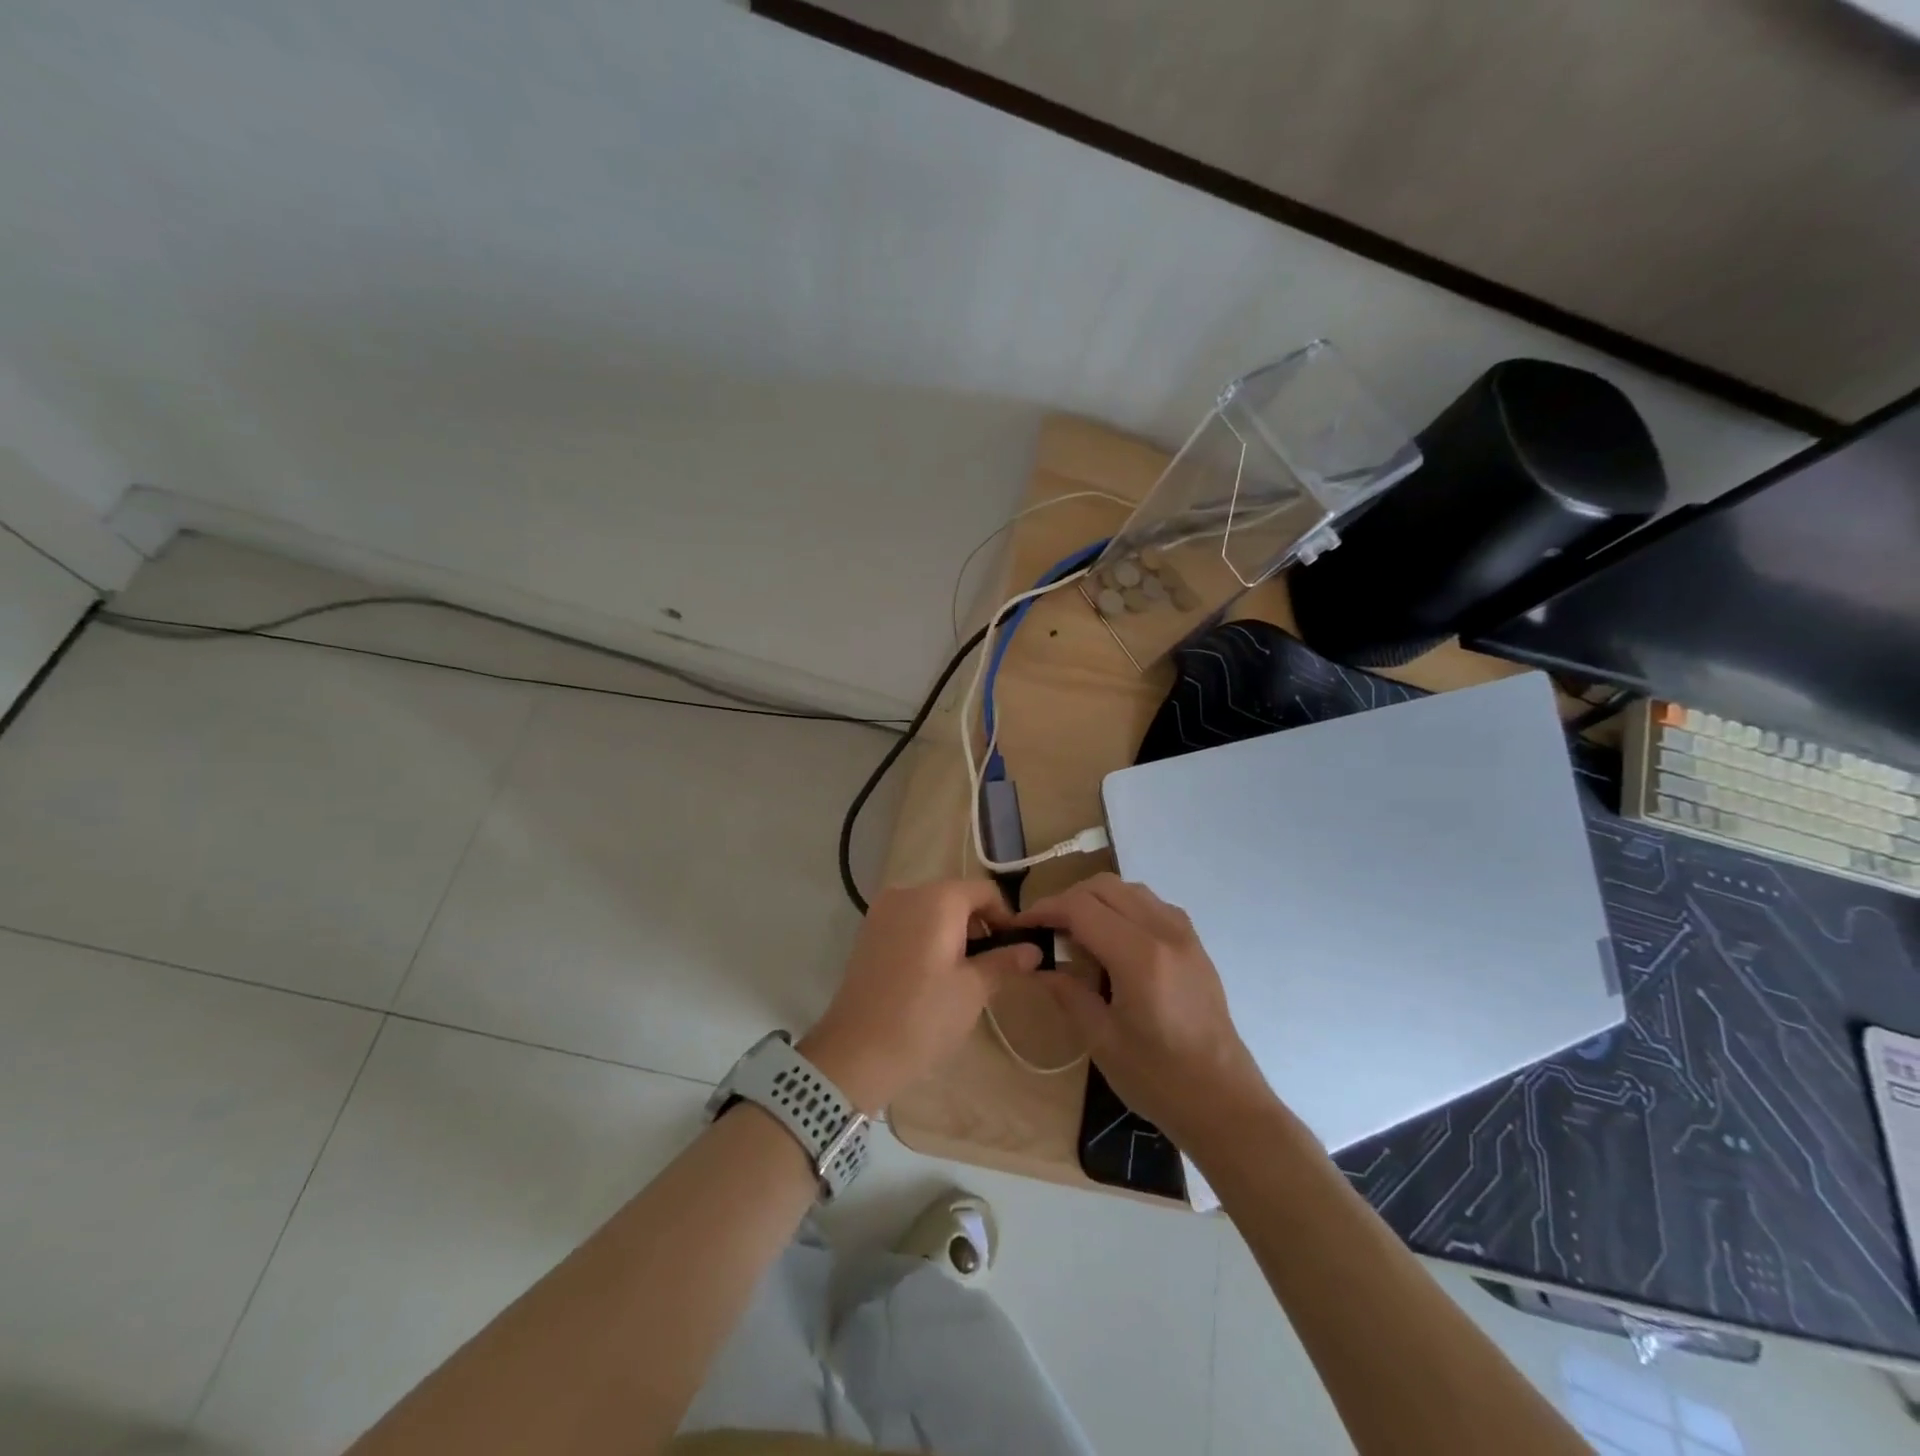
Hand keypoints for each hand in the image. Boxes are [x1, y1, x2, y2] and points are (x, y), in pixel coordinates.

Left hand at [802, 880, 1040, 1112]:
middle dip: (979, 925)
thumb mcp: (973, 990)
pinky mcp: (868, 932)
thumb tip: (1032, 949)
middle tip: (992, 966)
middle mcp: (907, 893)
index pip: (985, 891)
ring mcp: (882, 911)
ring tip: (963, 974)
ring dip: (954, 932)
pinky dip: (928, 937)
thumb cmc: (923, 1016)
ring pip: (932, 909)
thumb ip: (1004, 961)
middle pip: (956, 896)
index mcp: (937, 899)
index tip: (1015, 950)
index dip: (1006, 917)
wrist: (856, 1052)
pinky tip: (932, 974)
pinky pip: (909, 922)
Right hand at [1018, 873, 1272, 1152]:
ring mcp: (1185, 935)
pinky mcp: (1195, 945)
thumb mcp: (1101, 1040)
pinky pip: (1152, 905)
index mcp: (1139, 956)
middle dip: (1068, 899)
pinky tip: (1113, 941)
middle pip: (1105, 887)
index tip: (1021, 925)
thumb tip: (1037, 965)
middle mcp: (1165, 932)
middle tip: (1047, 930)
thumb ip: (1067, 993)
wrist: (1225, 1103)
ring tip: (1077, 934)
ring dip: (1097, 900)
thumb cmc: (1159, 1079)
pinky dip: (1123, 908)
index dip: (1045, 909)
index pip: (1081, 908)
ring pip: (1130, 889)